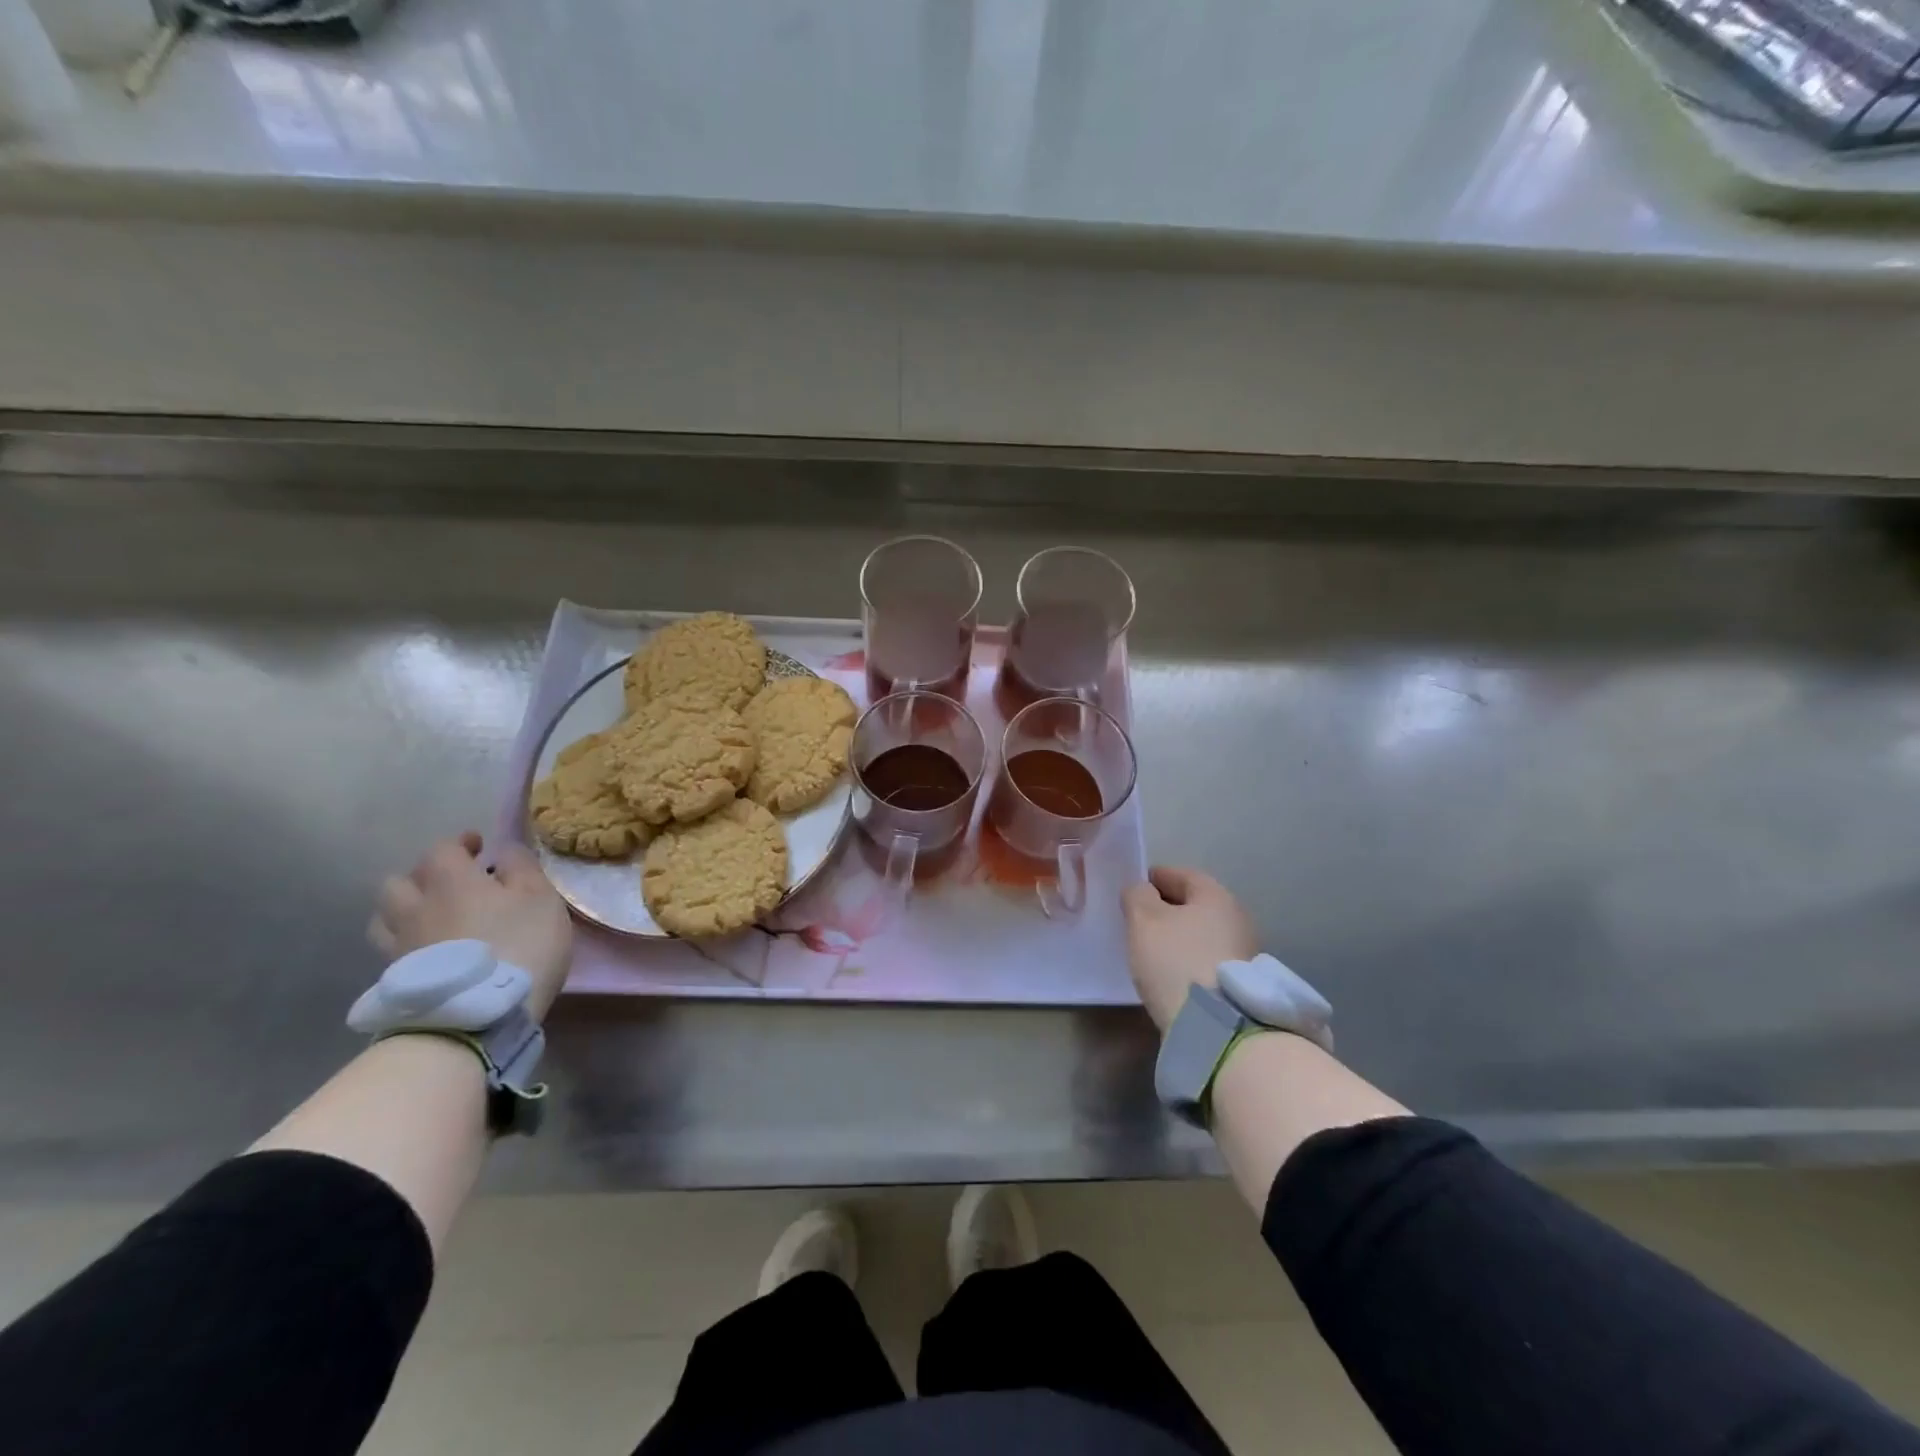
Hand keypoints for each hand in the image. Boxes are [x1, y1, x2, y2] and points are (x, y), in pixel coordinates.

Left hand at [369, 833, 573, 1020]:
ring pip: (385, 916)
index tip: (479, 847)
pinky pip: (392, 949)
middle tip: (451, 884)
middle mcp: (416, 906)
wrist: (480, 1015)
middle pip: (400, 881)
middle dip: (424, 876)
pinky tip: (429, 951)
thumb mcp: (541, 897)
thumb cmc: (520, 944)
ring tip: (432, 917)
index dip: (460, 844)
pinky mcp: (396, 979)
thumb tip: (503, 851)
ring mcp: (400, 945)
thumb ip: (521, 867)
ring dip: (406, 908)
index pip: (442, 848)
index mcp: (450, 880)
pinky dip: (407, 942)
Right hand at [1122, 866, 1258, 1031]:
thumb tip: (1142, 891)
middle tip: (1138, 919)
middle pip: (1194, 904)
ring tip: (1152, 948)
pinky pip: (1207, 958)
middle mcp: (1237, 918)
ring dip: (1178, 935)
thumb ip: (1137, 895)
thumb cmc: (1176, 961)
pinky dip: (1188, 958)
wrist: (1216, 1028)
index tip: (1133, 889)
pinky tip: (1171, 972)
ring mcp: (1244, 952)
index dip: (1153, 878)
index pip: (1181, 874)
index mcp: (1216, 895)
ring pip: (1201, 932)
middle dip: (1166, 908)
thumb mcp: (1144, 920)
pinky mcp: (1241, 983)